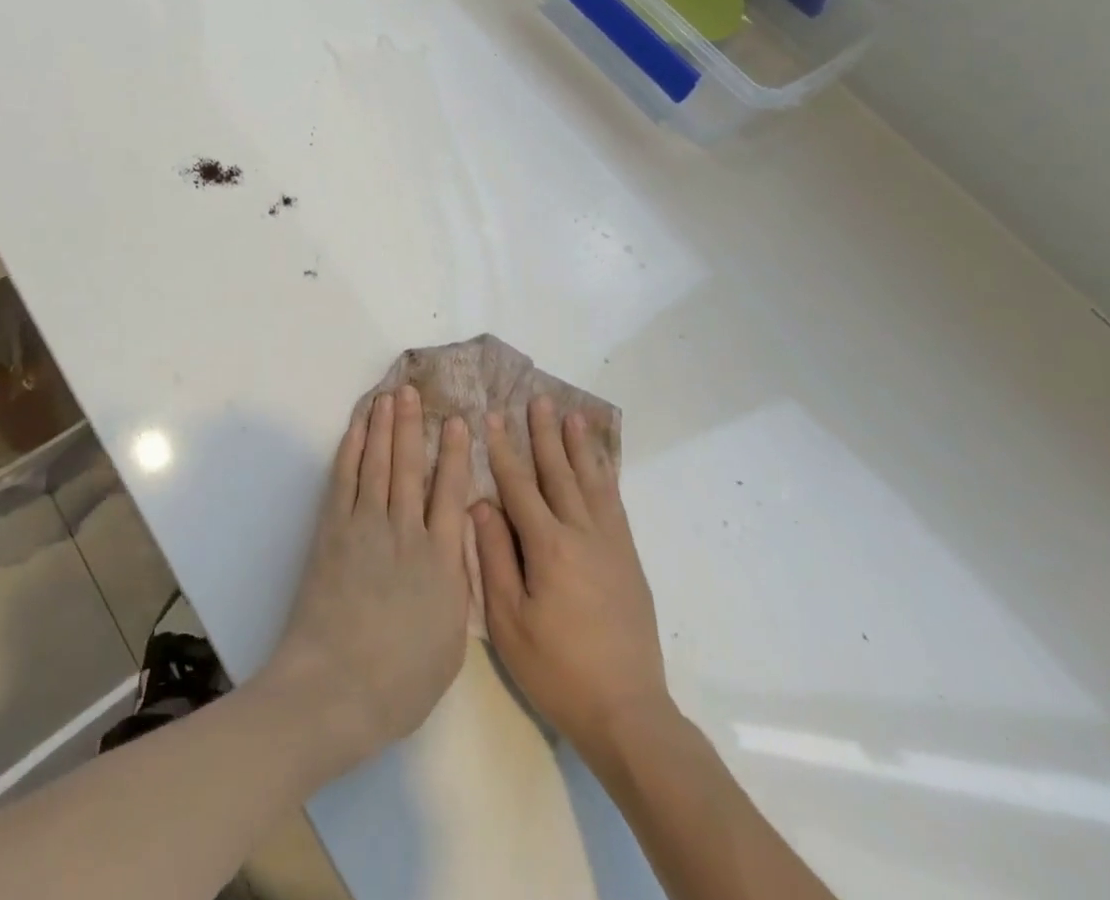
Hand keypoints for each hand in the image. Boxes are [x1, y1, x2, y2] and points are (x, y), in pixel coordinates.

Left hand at [262, 386, 472, 774]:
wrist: (335, 687)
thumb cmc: (400, 680)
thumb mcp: (450, 640)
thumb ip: (456, 585)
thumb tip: (457, 545)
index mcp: (441, 560)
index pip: (451, 491)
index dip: (454, 452)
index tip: (457, 421)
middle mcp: (405, 531)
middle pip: (410, 465)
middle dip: (412, 424)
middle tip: (412, 390)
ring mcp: (365, 525)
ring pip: (378, 462)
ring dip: (383, 425)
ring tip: (388, 395)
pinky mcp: (333, 529)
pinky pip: (345, 477)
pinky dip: (352, 448)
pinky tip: (358, 427)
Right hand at [472, 397, 670, 762]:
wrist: (627, 711)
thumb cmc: (557, 669)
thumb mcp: (509, 621)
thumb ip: (494, 557)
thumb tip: (480, 505)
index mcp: (548, 546)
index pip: (520, 485)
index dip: (503, 450)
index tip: (491, 417)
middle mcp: (582, 533)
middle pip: (559, 472)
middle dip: (544, 434)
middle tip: (538, 399)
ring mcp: (611, 544)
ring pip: (592, 481)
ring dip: (579, 446)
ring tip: (572, 415)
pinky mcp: (629, 559)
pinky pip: (615, 503)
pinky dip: (605, 475)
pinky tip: (600, 464)